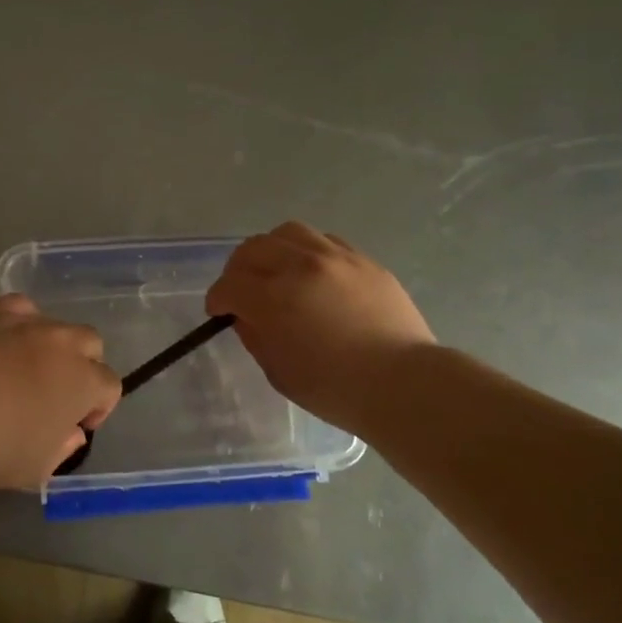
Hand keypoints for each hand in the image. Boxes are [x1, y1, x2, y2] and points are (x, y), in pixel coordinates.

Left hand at [0, 295, 121, 489]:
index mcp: (85, 381)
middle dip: (82, 366)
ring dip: (52, 345)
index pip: (110, 385)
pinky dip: (20, 322)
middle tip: (57, 392)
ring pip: (56, 324)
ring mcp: (29, 324)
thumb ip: (64, 445)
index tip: (77, 424)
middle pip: (90, 343)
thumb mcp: (41, 467)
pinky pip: (20, 308)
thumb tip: (70, 430)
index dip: (98, 407)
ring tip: (27, 367)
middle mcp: (64, 343)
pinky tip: (6, 341)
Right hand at [206, 221, 434, 434]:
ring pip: (288, 232)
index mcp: (274, 298)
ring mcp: (335, 257)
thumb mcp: (279, 372)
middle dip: (238, 269)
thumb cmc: (336, 390)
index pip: (229, 284)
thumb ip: (255, 336)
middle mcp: (300, 266)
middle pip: (253, 248)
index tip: (219, 311)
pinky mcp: (363, 260)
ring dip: (272, 250)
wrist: (404, 384)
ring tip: (277, 270)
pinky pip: (324, 240)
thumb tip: (246, 315)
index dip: (217, 298)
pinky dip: (307, 252)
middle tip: (242, 289)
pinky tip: (313, 273)